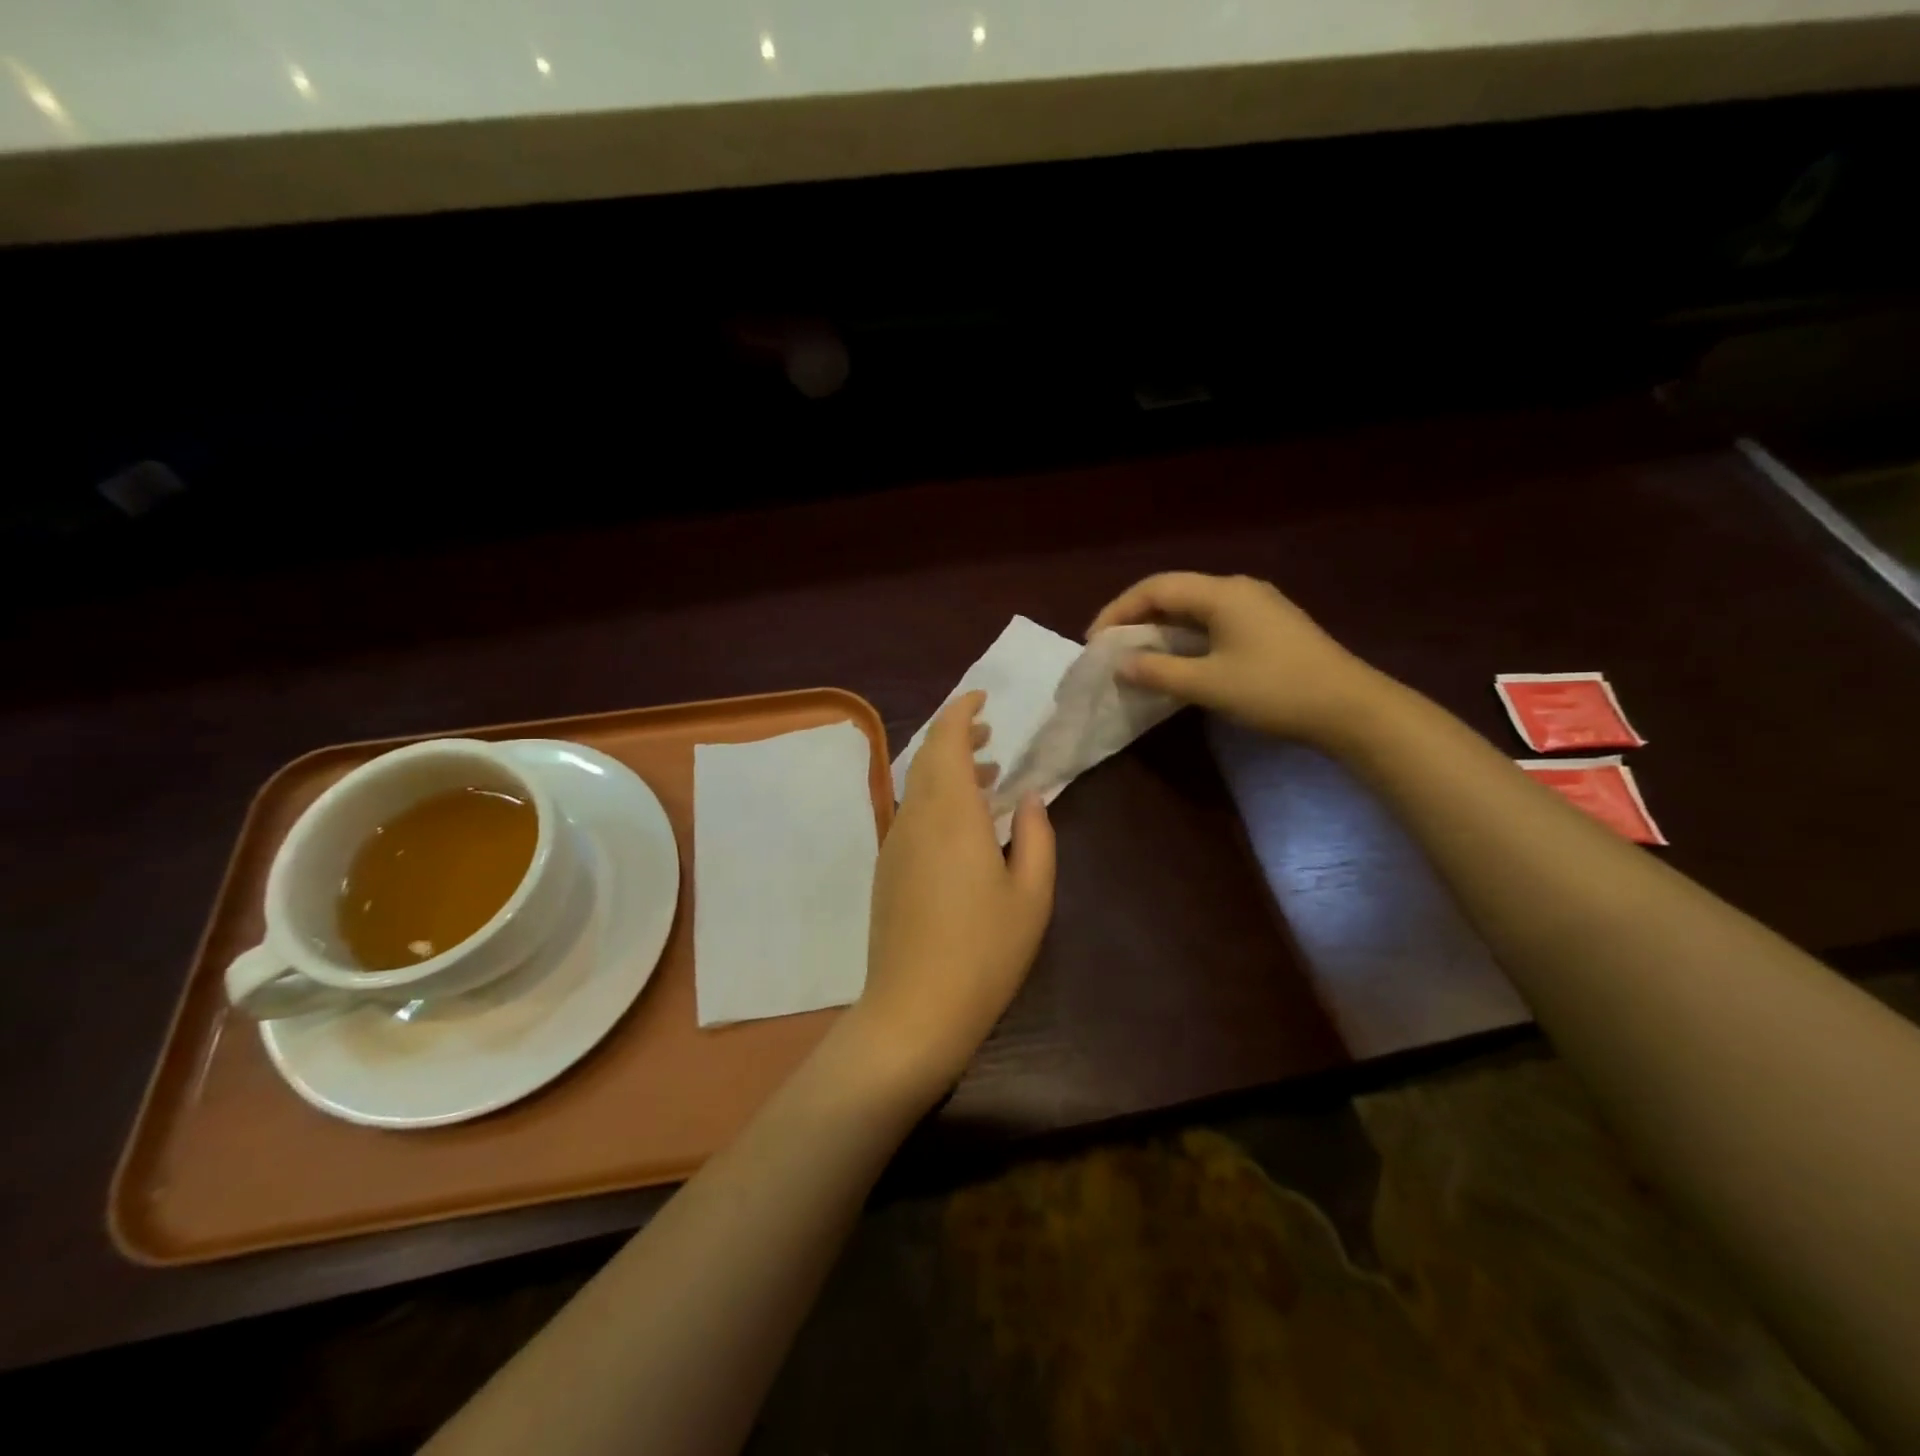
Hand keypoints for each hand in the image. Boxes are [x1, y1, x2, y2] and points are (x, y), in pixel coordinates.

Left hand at [842, 690, 1055, 1101]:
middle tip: (990, 735)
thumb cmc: (984, 952)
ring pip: (916, 787)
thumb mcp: (1032, 895)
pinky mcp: (886, 870)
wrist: (913, 1010)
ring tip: (987, 777)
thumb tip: (1032, 797)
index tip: (982, 697)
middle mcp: (914, 818)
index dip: (961, 712)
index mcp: (950, 814)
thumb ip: (1037, 836)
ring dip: (947, 770)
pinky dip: (936, 800)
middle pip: (926, 758)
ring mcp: (894, 845)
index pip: (945, 741)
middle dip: (955, 737)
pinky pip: (911, 815)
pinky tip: (963, 826)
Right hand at [1088, 571, 1384, 745]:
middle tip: (1111, 648)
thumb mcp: (1208, 684)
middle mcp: (1238, 589)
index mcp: (1221, 593)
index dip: (1118, 611)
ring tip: (1136, 655)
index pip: (1155, 588)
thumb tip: (1121, 665)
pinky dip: (1186, 636)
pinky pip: (1213, 621)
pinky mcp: (1269, 625)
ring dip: (1161, 628)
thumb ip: (1159, 671)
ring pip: (1194, 608)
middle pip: (1174, 593)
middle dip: (1136, 618)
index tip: (1094, 642)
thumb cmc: (1274, 690)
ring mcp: (1257, 605)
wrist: (1350, 707)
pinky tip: (1178, 659)